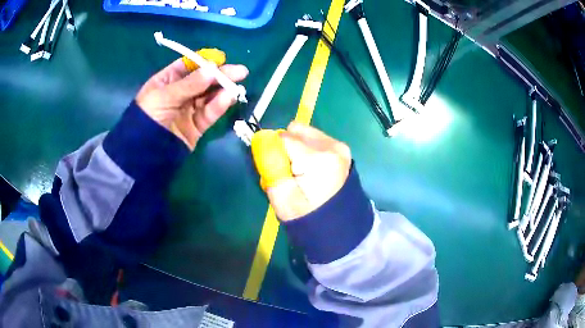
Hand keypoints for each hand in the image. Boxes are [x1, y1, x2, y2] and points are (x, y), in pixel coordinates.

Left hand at [136, 58, 248, 149]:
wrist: (145, 153)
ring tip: (237, 85)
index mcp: (167, 81)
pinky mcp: (196, 126)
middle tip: (241, 72)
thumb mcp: (165, 96)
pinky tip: (229, 98)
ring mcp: (188, 110)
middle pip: (203, 80)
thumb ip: (189, 84)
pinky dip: (219, 106)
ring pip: (209, 96)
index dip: (204, 62)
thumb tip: (213, 69)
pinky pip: (209, 113)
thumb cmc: (148, 117)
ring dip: (223, 90)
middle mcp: (179, 93)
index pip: (188, 66)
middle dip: (220, 75)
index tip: (221, 60)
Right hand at [262, 122, 351, 220]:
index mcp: (317, 159)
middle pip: (296, 130)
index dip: (274, 150)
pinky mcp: (342, 149)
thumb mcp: (280, 197)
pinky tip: (312, 168)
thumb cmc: (306, 215)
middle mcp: (331, 146)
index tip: (277, 168)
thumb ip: (269, 166)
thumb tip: (264, 142)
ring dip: (298, 146)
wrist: (336, 225)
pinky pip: (317, 139)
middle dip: (287, 145)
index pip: (284, 138)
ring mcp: (340, 146)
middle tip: (289, 169)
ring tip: (302, 170)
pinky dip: (309, 148)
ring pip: (306, 132)